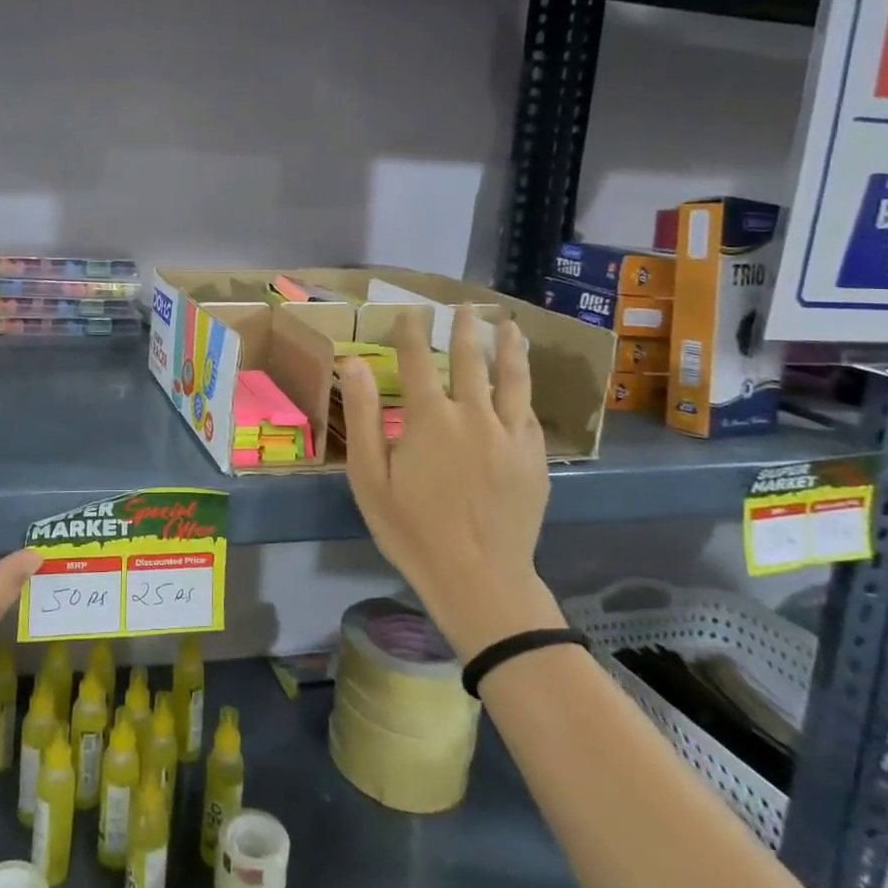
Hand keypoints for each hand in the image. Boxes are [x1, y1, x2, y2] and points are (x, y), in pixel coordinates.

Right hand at [339, 306, 563, 658]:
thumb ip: (363, 416)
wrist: (480, 579)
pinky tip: (523, 383)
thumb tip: (353, 364)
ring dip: (508, 348)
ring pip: (511, 379)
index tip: (409, 314)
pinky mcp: (535, 457)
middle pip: (470, 360)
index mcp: (430, 419)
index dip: (411, 334)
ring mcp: (510, 436)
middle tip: (463, 308)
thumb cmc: (412, 530)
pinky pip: (529, 413)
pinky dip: (524, 391)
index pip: (418, 361)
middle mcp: (474, 416)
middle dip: (464, 330)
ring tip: (508, 325)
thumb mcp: (370, 478)